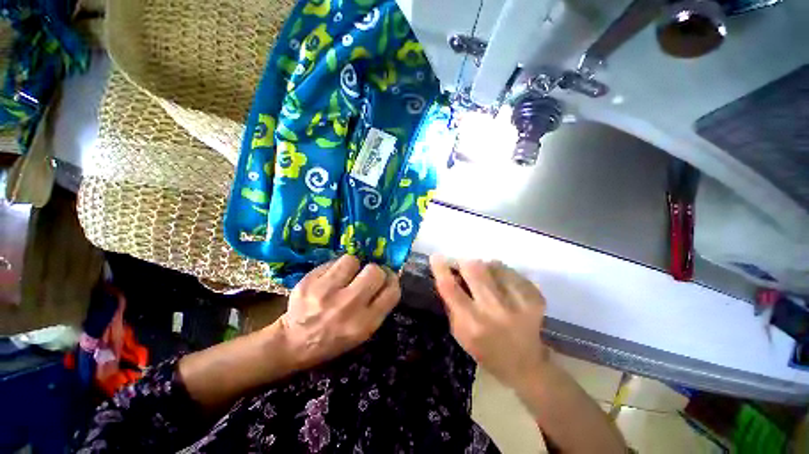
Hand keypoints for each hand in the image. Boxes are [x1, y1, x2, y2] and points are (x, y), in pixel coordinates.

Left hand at [278, 255, 400, 369]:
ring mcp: (326, 292)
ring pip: (352, 260)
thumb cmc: (333, 340)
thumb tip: (388, 279)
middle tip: (367, 275)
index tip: (387, 278)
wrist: (293, 343)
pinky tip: (329, 278)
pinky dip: (335, 267)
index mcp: (364, 324)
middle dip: (375, 271)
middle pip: (375, 272)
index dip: (392, 281)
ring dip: (353, 266)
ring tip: (346, 275)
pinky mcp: (309, 282)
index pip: (392, 292)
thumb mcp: (362, 333)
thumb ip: (378, 307)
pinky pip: (332, 262)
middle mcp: (347, 306)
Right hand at [430, 255, 548, 387]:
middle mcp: (495, 311)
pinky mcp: (534, 298)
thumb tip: (448, 275)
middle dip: (464, 262)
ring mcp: (519, 303)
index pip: (450, 288)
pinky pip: (511, 271)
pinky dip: (501, 272)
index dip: (441, 269)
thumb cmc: (485, 350)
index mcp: (472, 323)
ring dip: (484, 266)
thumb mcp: (459, 333)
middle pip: (475, 269)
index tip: (436, 257)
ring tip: (485, 278)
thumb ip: (451, 303)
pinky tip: (502, 285)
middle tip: (463, 265)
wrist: (526, 365)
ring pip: (494, 265)